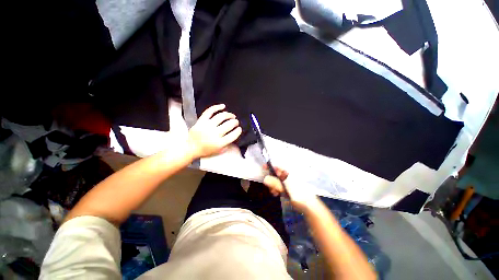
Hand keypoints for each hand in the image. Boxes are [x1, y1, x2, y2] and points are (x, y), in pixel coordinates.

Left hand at [187, 104, 241, 158]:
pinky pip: (209, 111)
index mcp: (219, 143)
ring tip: (232, 116)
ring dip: (229, 115)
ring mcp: (207, 126)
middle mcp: (214, 134)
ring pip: (221, 116)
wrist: (190, 147)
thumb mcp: (219, 151)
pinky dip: (217, 107)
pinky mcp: (201, 121)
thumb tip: (233, 135)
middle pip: (229, 125)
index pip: (233, 135)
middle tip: (236, 122)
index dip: (238, 131)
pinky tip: (223, 106)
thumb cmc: (205, 150)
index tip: (239, 129)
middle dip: (235, 122)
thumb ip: (227, 144)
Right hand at [263, 166, 318, 212]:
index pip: (278, 167)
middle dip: (271, 179)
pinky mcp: (288, 188)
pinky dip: (276, 189)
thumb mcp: (286, 188)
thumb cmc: (299, 195)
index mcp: (289, 173)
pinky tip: (276, 194)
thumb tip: (265, 178)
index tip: (263, 168)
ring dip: (273, 185)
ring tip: (274, 193)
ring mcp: (288, 182)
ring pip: (277, 181)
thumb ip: (275, 183)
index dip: (270, 166)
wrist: (309, 206)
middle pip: (276, 174)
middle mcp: (288, 176)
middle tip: (268, 186)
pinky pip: (279, 186)